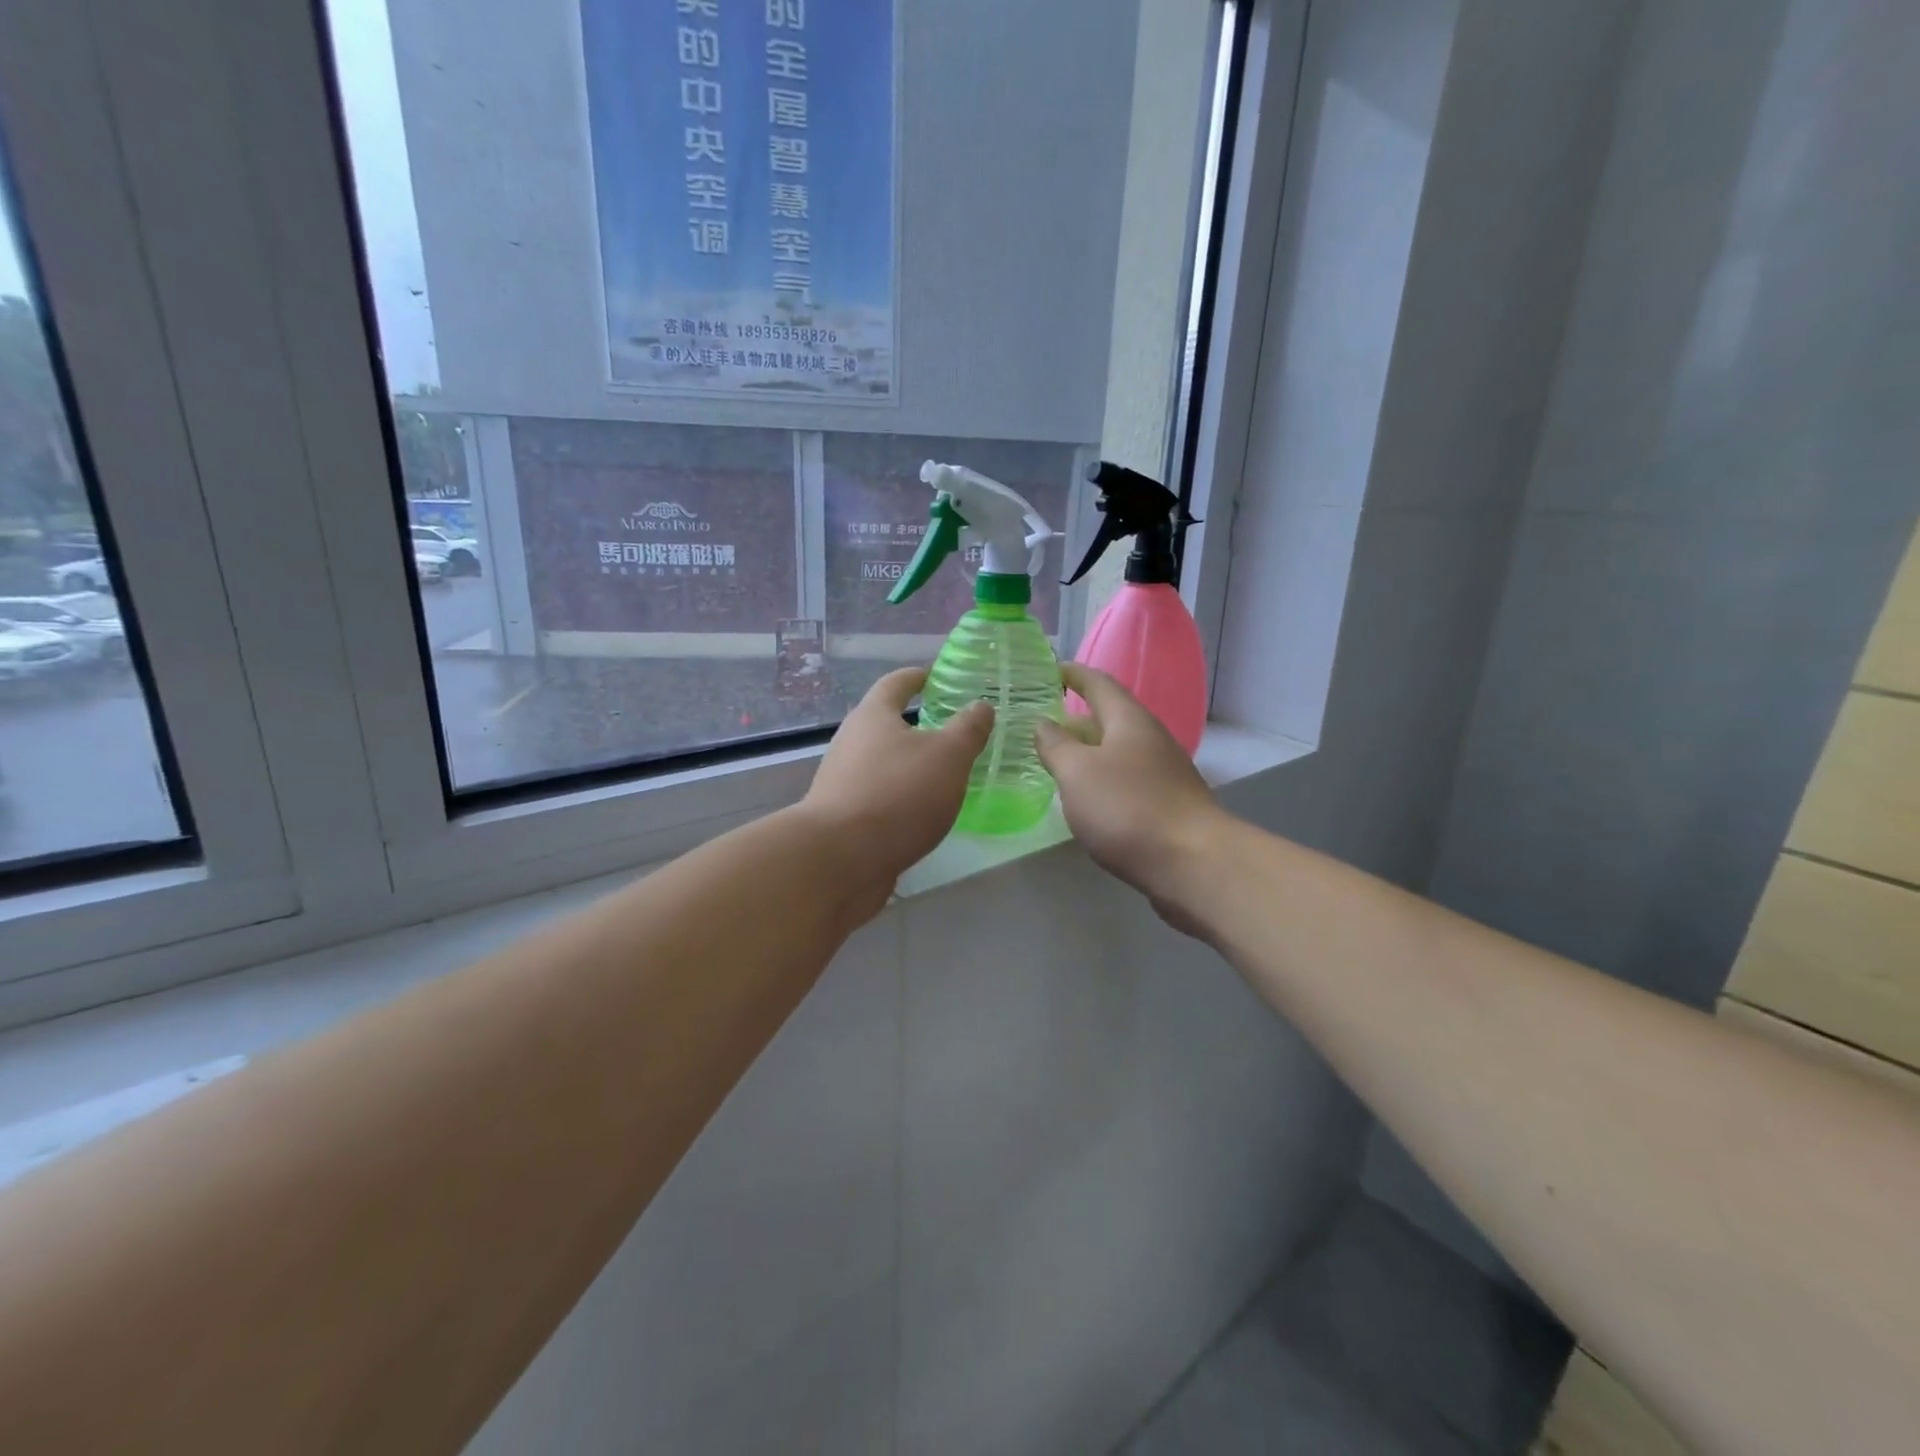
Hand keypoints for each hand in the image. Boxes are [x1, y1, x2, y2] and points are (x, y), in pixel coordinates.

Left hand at [801, 667, 992, 915]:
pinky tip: (924, 812)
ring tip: (944, 774)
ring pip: (883, 763)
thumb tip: (980, 705)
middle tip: (952, 730)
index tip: (934, 675)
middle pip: (885, 723)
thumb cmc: (897, 794)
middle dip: (916, 724)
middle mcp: (852, 742)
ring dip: (910, 765)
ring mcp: (843, 782)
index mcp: (873, 716)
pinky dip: (902, 797)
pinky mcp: (844, 818)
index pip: (895, 683)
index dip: (917, 677)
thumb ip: (968, 729)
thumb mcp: (948, 756)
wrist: (840, 859)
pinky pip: (880, 797)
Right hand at [1035, 664, 1227, 929]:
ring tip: (1054, 763)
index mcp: (1129, 720)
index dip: (1072, 674)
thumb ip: (1055, 745)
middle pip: (1108, 719)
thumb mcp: (1077, 773)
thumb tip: (1043, 723)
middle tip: (1038, 727)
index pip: (1098, 683)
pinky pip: (1125, 781)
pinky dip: (1101, 781)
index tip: (1048, 670)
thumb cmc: (1127, 808)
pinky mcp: (1166, 805)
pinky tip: (1085, 800)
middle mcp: (1149, 739)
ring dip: (1086, 754)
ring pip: (1116, 753)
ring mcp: (1162, 773)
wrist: (1192, 863)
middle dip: (1074, 720)